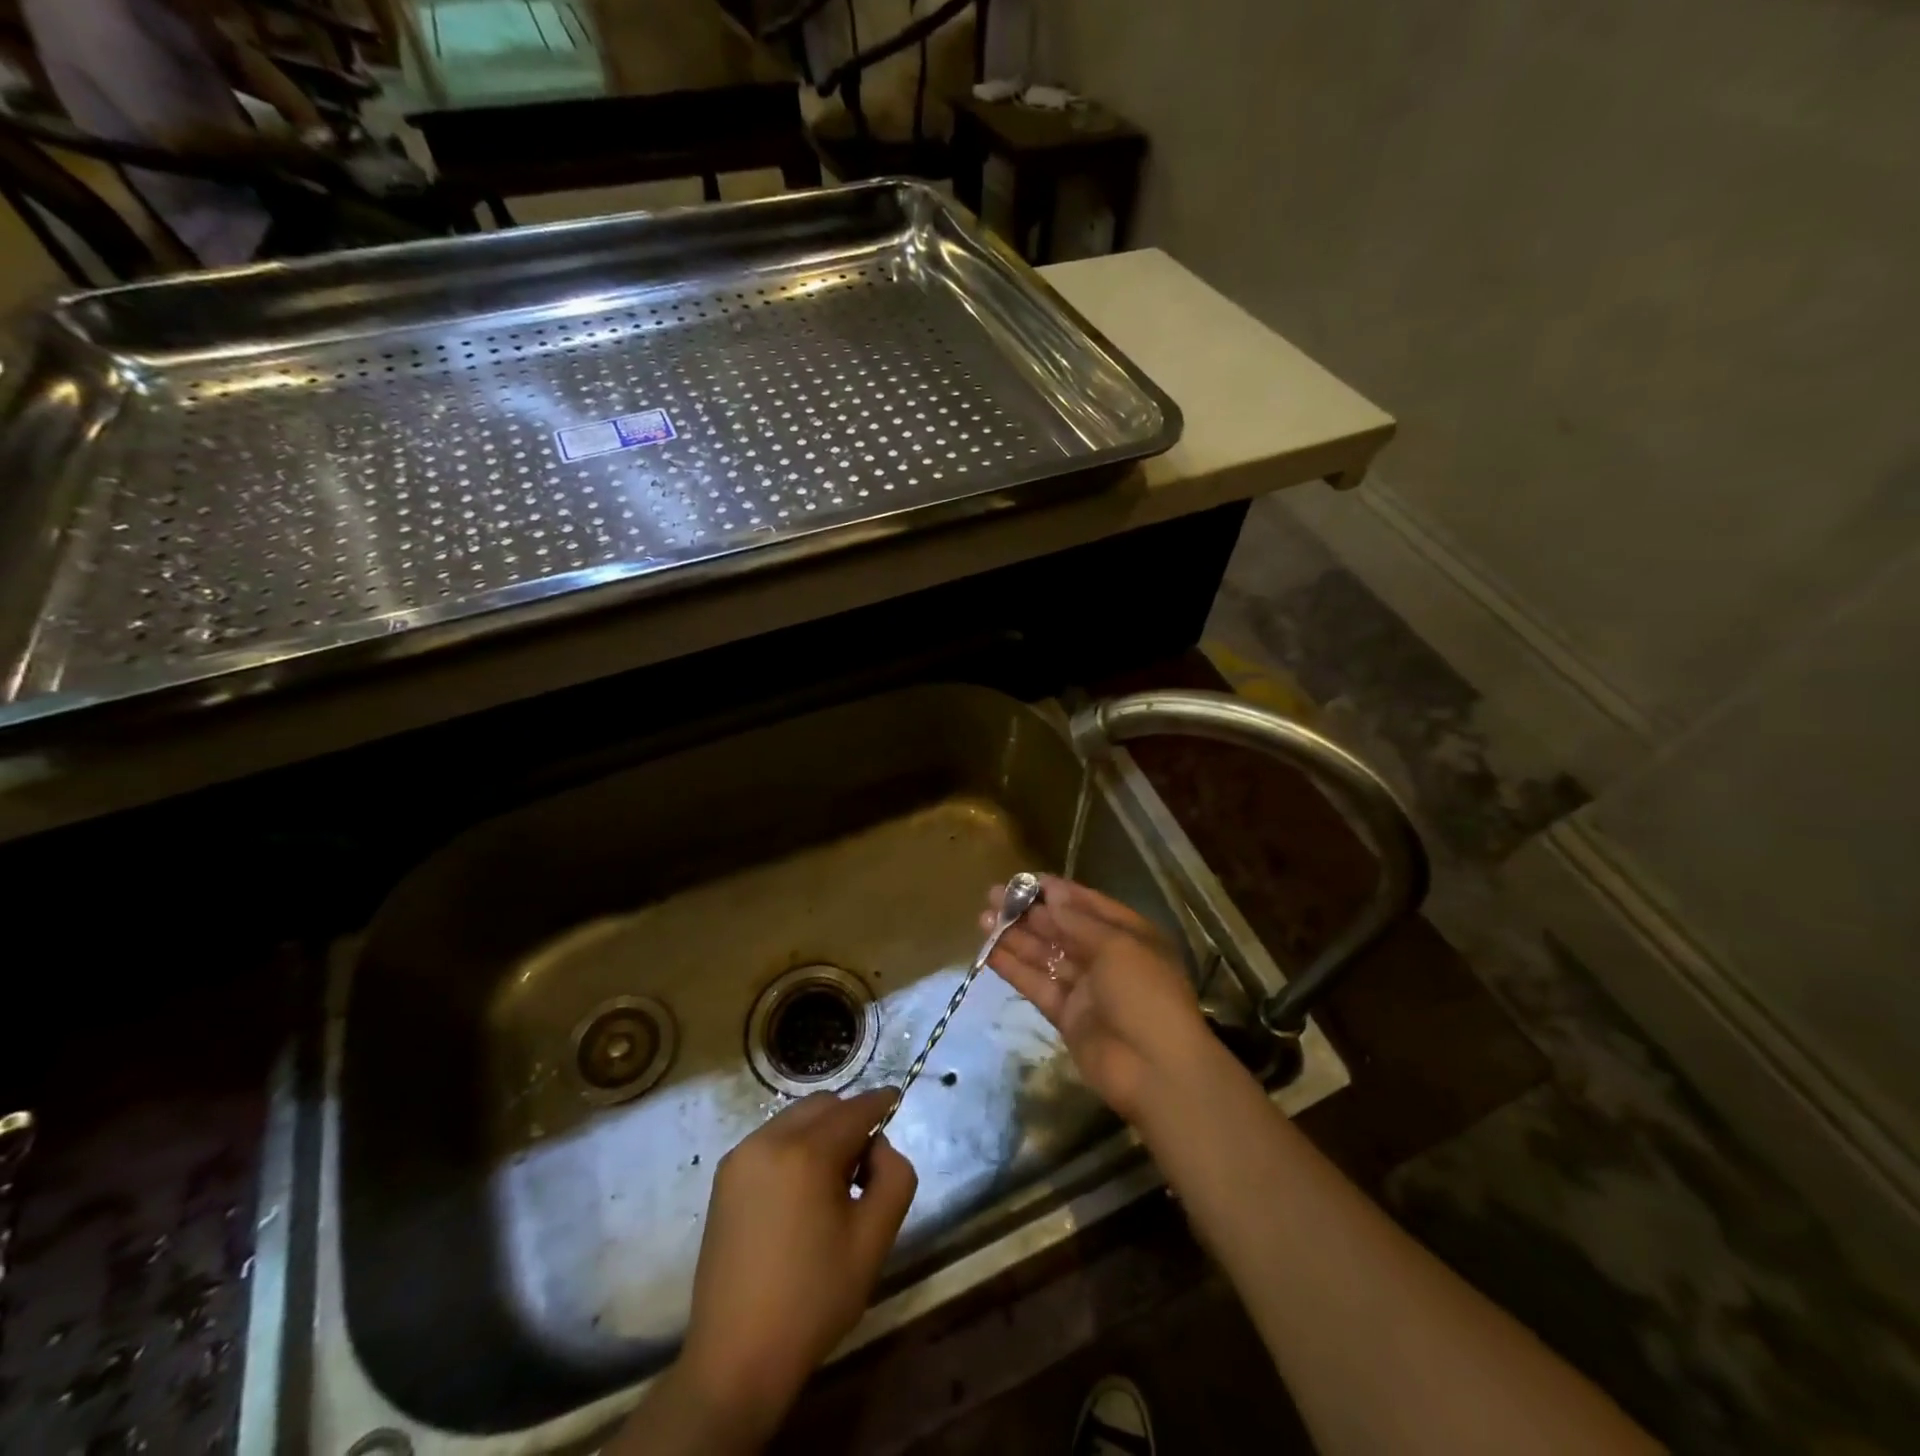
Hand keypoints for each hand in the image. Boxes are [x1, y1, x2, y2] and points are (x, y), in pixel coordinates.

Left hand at [669, 1089, 916, 1446]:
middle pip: (823, 1107)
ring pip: (795, 1119)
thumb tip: (878, 1147)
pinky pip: (771, 1141)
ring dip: (821, 1133)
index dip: (880, 1102)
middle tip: (865, 1168)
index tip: (897, 1100)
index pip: (855, 1110)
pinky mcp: (724, 1178)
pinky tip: (801, 1194)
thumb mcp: (874, 1240)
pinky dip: (795, 1147)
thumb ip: (893, 1177)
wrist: (736, 1359)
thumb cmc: (813, 1300)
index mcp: (807, 1153)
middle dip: (850, 1120)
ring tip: (831, 1185)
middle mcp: (769, 1141)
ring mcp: (740, 1157)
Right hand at [983, 875, 1214, 1123]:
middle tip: (995, 895)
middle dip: (1030, 912)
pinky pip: (1038, 985)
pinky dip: (1014, 969)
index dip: (1057, 891)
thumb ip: (1079, 922)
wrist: (1156, 1070)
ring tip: (983, 918)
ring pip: (1046, 956)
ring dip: (1016, 937)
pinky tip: (989, 951)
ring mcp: (1086, 989)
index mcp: (1130, 935)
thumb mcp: (1118, 946)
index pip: (1089, 905)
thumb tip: (1051, 896)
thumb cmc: (1144, 994)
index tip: (1024, 879)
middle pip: (1063, 929)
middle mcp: (1107, 958)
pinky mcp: (1067, 1016)